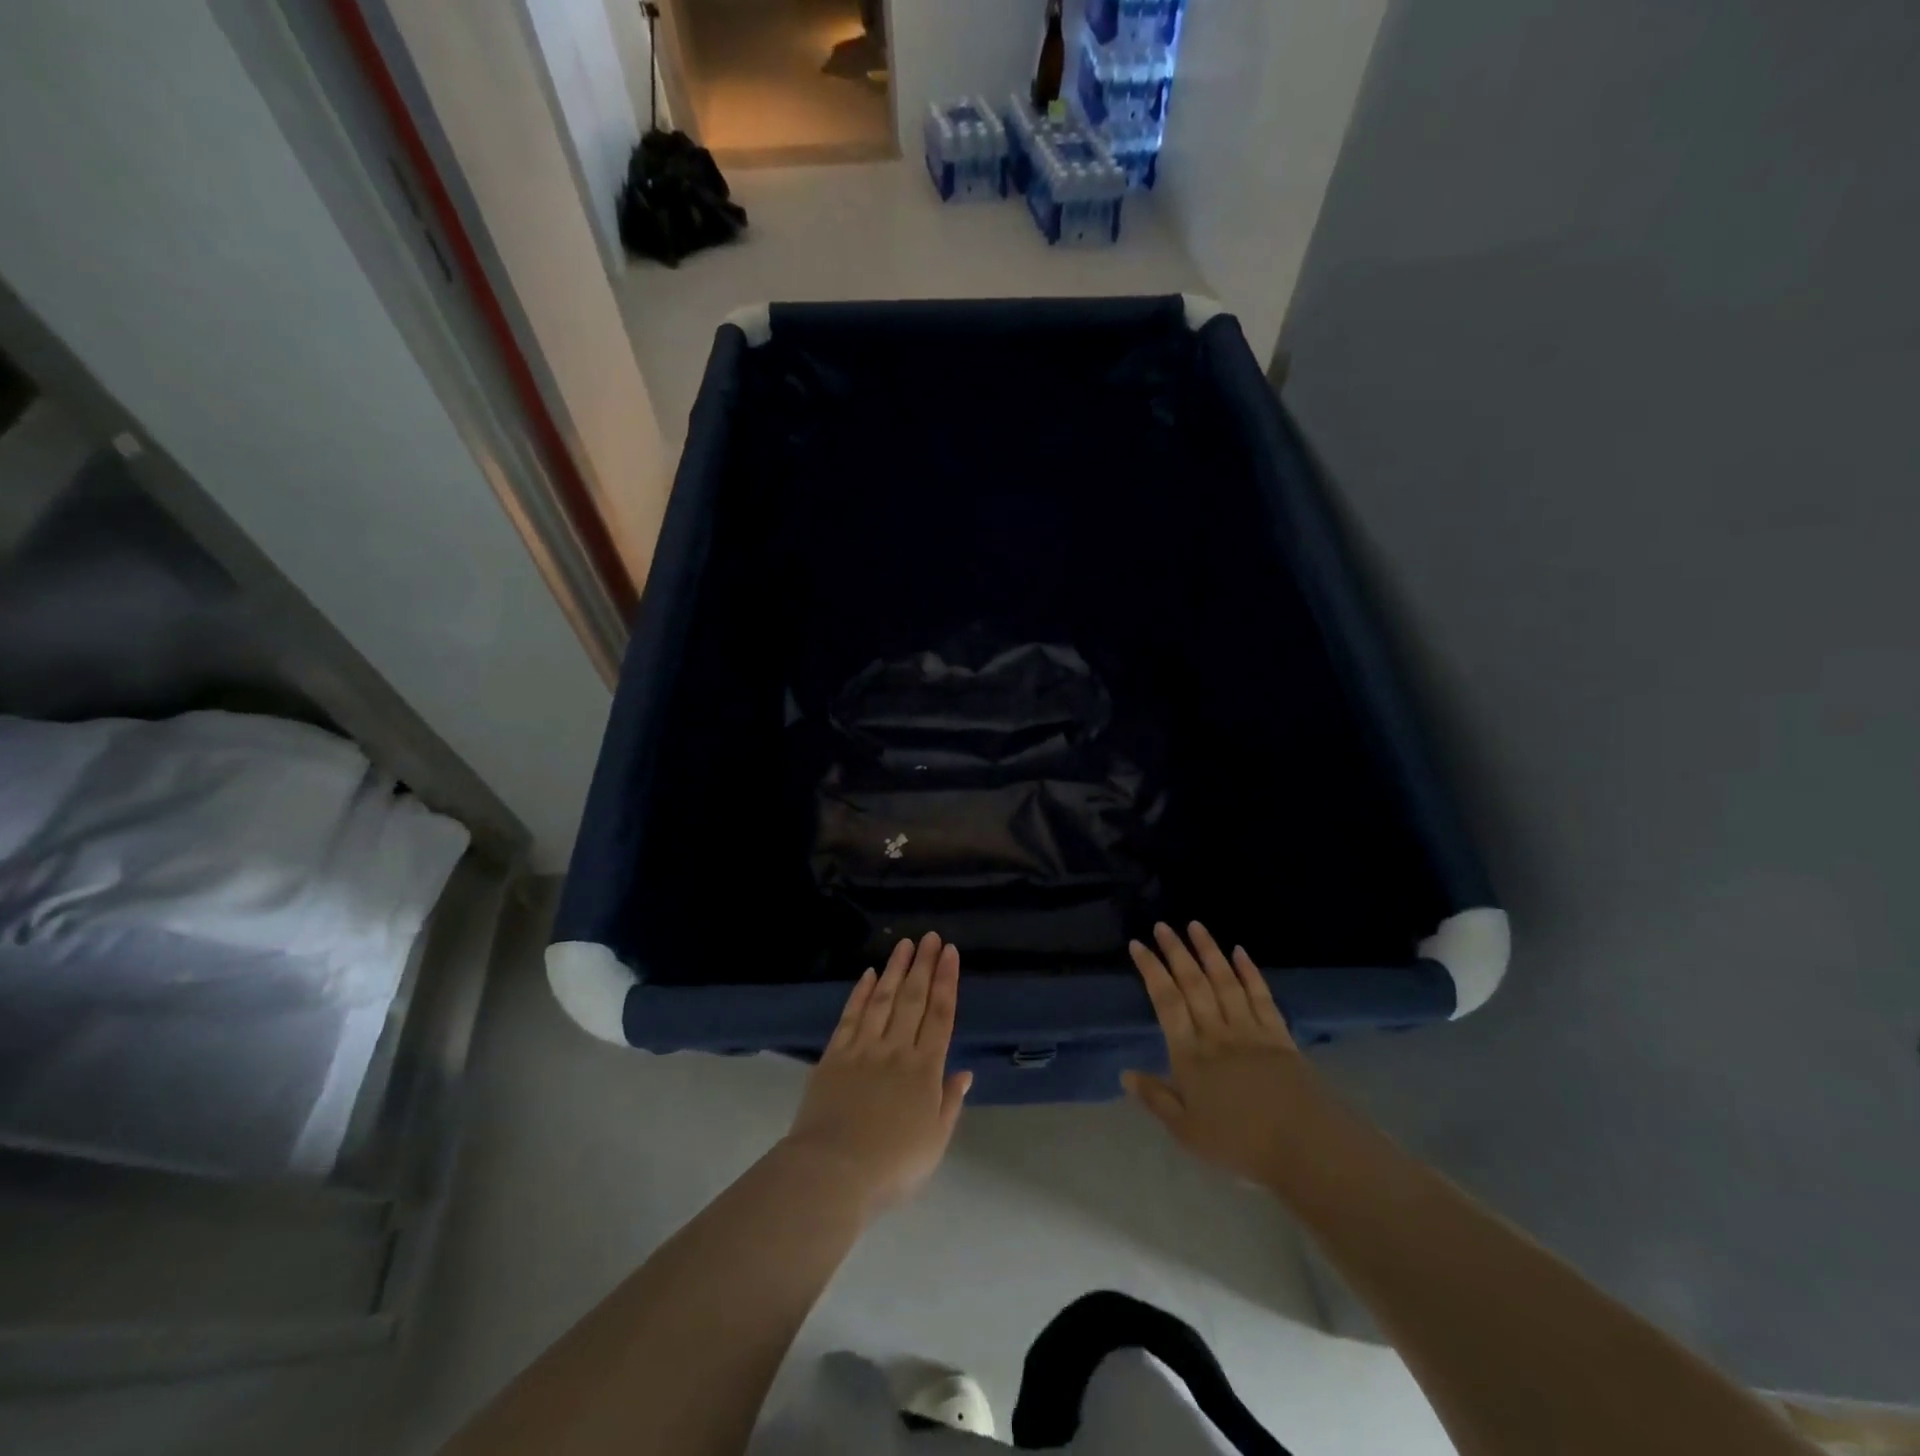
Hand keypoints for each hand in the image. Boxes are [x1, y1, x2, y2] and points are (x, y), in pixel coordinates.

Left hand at [783, 932, 972, 1215]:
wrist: (833, 1171)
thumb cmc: (892, 1164)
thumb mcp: (934, 1142)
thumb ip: (949, 1103)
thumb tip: (963, 1072)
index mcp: (925, 1069)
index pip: (941, 1015)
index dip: (947, 981)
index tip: (950, 953)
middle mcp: (896, 1049)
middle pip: (913, 998)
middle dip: (924, 965)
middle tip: (930, 937)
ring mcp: (863, 1049)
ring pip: (883, 999)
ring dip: (894, 969)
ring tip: (904, 944)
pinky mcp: (834, 1055)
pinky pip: (851, 1016)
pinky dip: (861, 993)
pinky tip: (868, 975)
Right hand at [1123, 922, 1322, 1185]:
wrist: (1306, 1148)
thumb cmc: (1240, 1144)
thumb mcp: (1187, 1131)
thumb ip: (1156, 1099)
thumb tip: (1125, 1073)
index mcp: (1190, 1054)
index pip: (1166, 1001)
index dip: (1151, 970)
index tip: (1138, 944)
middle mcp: (1216, 1033)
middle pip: (1193, 983)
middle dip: (1176, 951)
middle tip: (1162, 925)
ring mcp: (1250, 1030)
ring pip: (1225, 981)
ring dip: (1209, 951)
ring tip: (1195, 925)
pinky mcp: (1279, 1035)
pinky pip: (1260, 996)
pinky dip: (1249, 972)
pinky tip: (1240, 952)